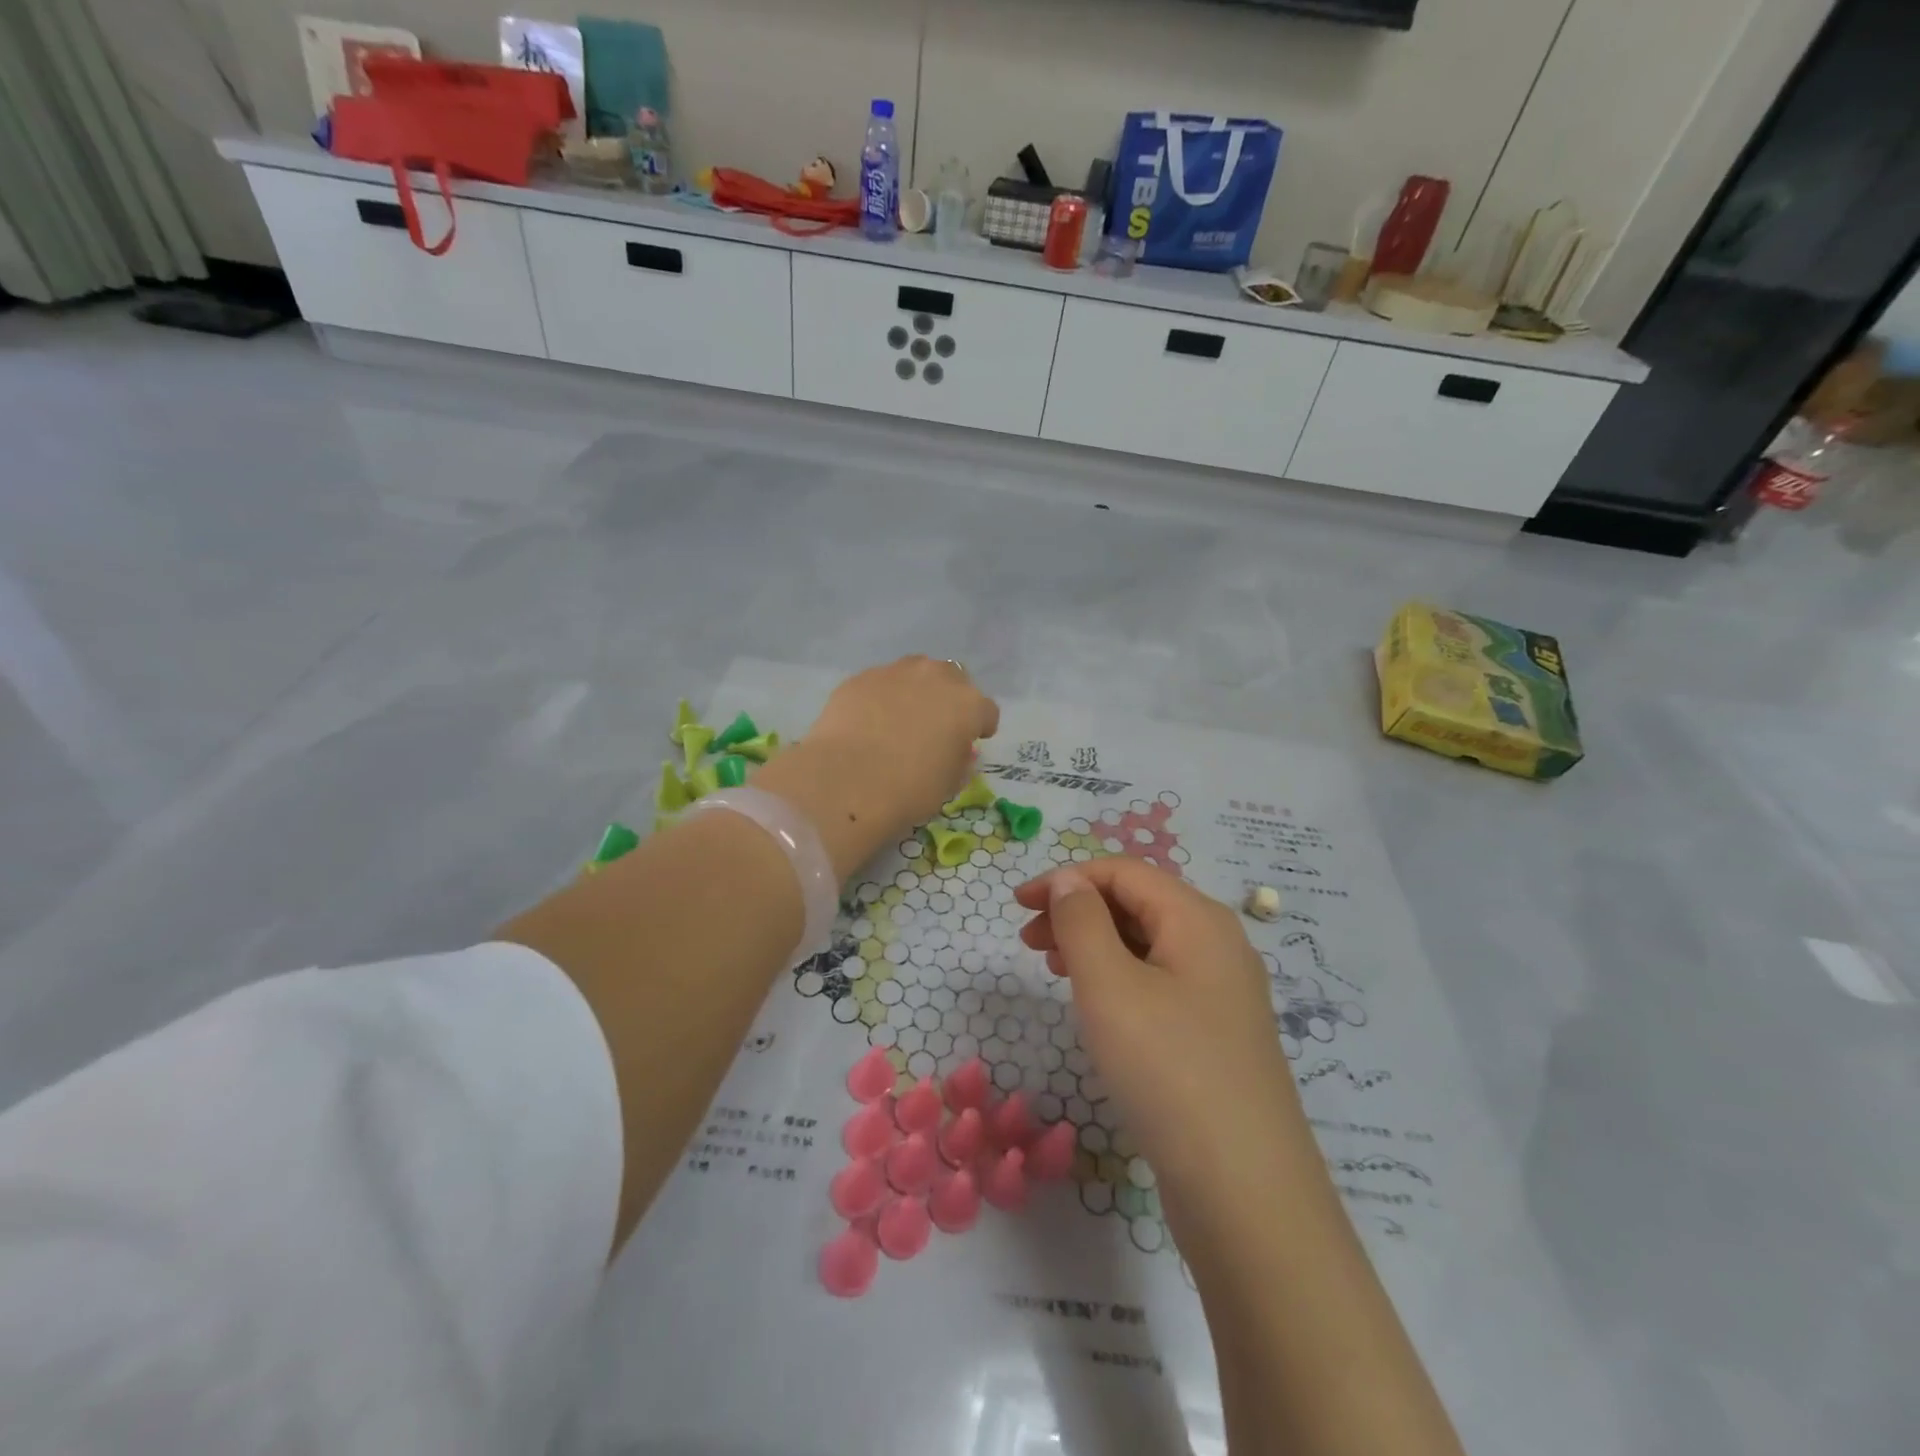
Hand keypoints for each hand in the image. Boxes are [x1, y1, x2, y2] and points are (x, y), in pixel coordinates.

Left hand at [755, 657, 998, 878]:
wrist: (847, 781)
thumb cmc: (909, 790)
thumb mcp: (949, 784)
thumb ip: (958, 759)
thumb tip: (954, 749)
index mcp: (967, 705)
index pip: (986, 711)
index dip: (981, 727)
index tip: (972, 741)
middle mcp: (935, 678)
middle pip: (953, 678)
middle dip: (949, 697)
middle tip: (936, 724)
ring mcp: (895, 673)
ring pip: (915, 672)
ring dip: (916, 690)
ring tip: (901, 717)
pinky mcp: (860, 678)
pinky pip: (880, 683)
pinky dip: (881, 697)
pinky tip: (869, 721)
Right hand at [1014, 859, 1304, 1204]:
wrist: (1246, 1193)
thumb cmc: (1168, 1070)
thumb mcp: (1110, 986)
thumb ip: (1082, 921)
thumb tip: (1071, 880)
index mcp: (1199, 919)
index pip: (1123, 872)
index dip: (1066, 879)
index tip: (1017, 905)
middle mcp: (1218, 945)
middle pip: (1138, 904)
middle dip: (1078, 911)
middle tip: (1028, 941)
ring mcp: (1223, 993)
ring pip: (1148, 945)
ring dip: (1095, 944)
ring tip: (1053, 968)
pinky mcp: (1218, 1035)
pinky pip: (1160, 983)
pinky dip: (1119, 978)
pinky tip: (1097, 1006)